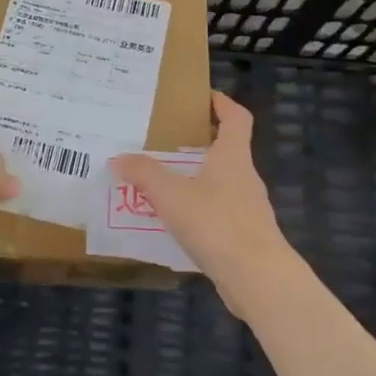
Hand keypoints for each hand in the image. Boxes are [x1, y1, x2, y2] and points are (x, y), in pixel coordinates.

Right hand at [111, 93, 291, 315]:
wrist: (257, 278)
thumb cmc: (216, 223)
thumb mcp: (171, 195)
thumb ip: (144, 174)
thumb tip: (119, 158)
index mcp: (233, 157)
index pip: (237, 118)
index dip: (224, 104)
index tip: (206, 97)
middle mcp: (245, 178)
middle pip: (228, 151)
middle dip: (201, 145)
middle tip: (168, 143)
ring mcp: (249, 209)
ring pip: (221, 185)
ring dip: (197, 181)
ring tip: (164, 185)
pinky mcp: (245, 237)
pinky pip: (219, 214)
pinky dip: (199, 211)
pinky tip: (177, 224)